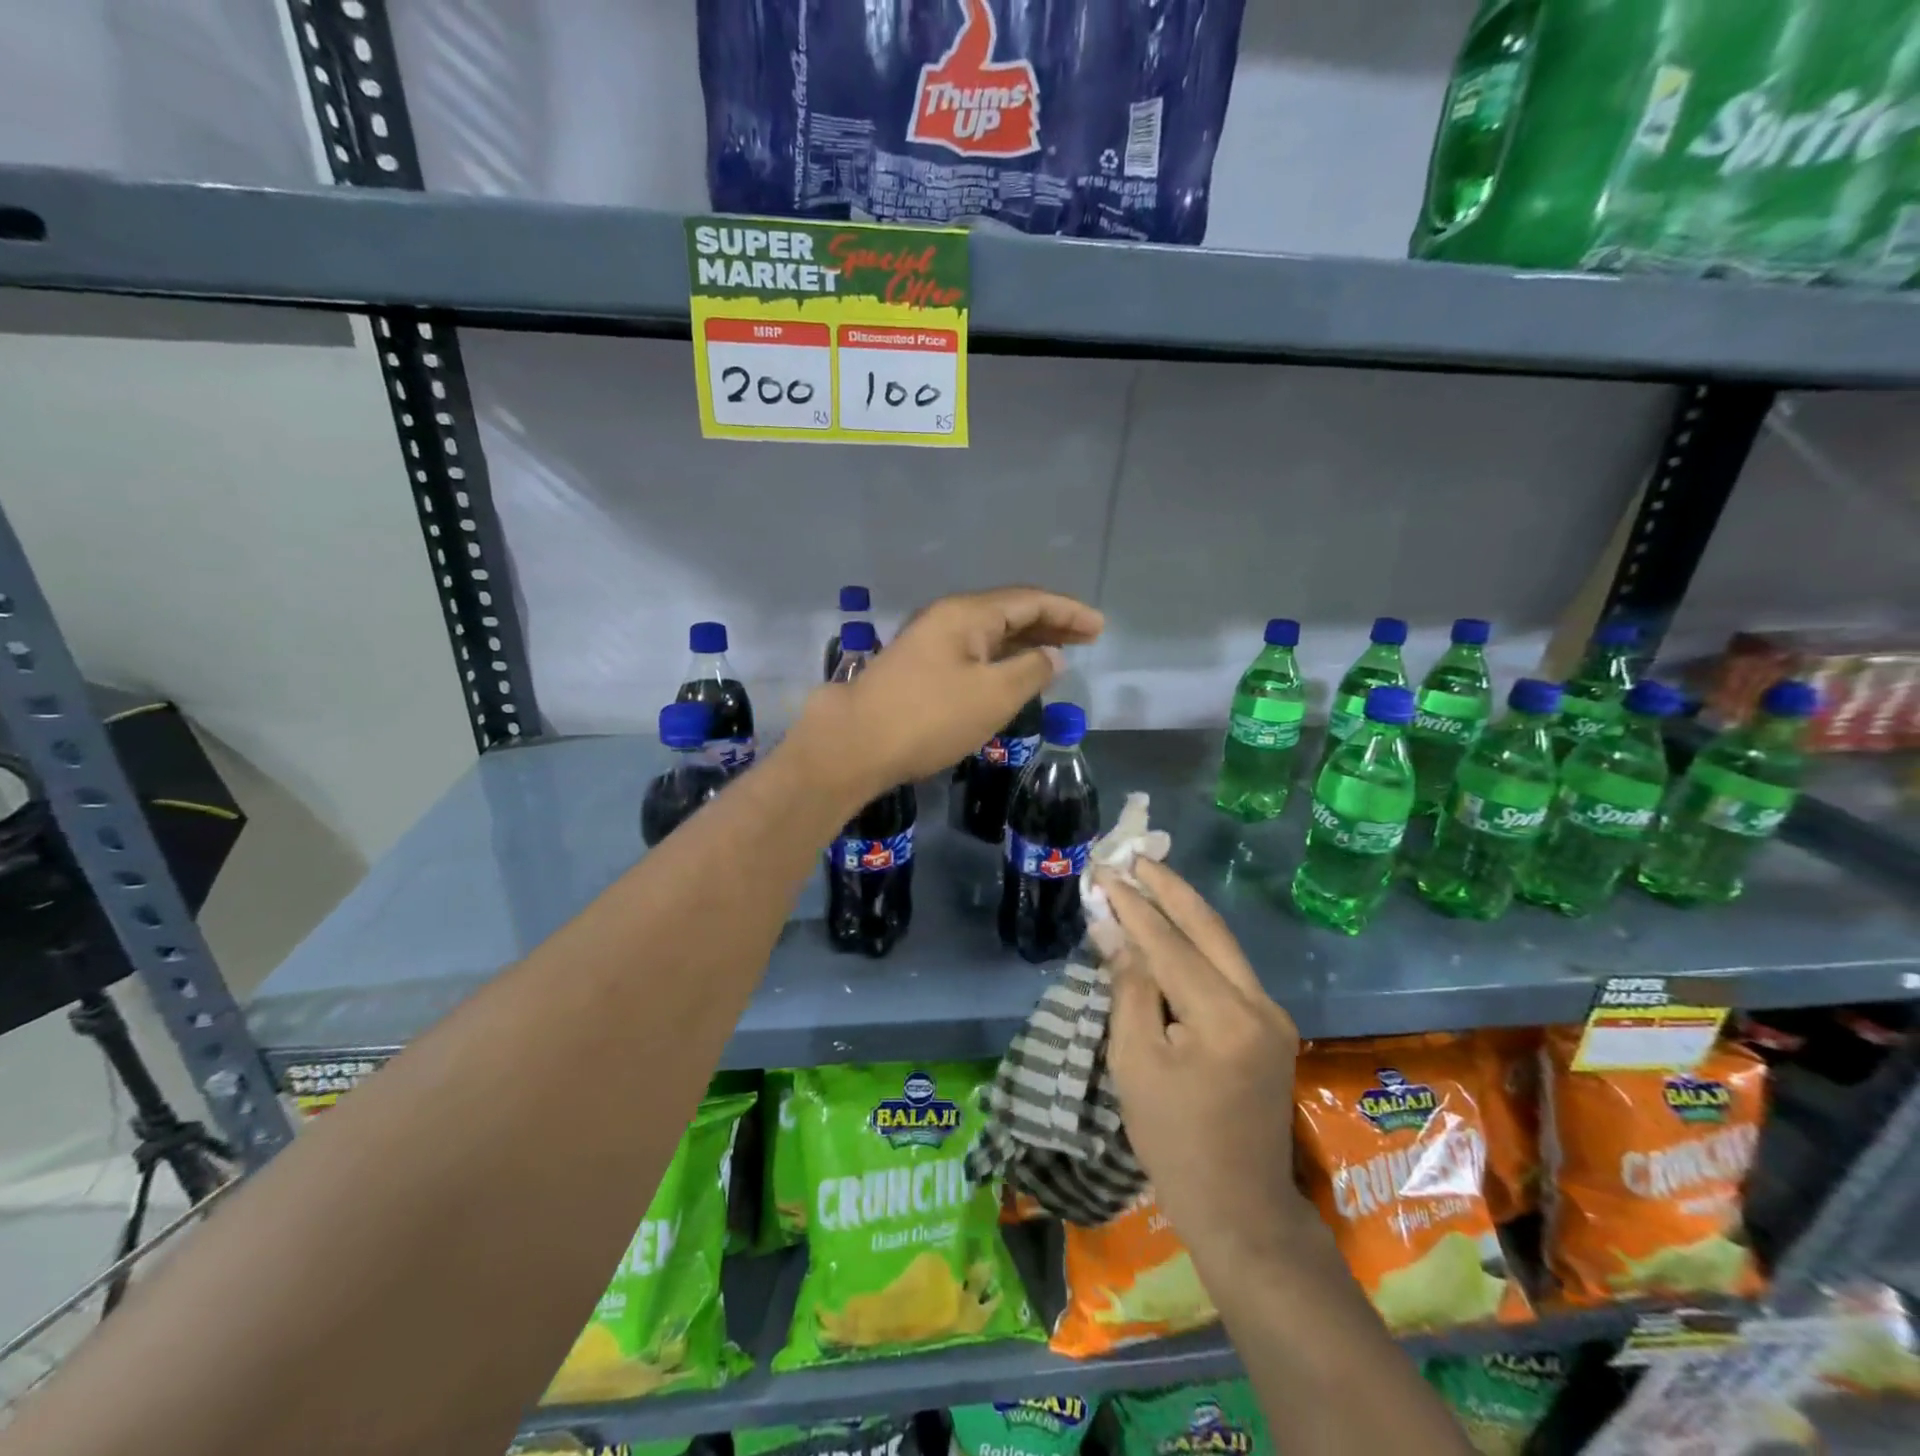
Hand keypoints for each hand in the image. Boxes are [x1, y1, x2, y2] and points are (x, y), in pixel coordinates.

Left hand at [794, 587, 1102, 801]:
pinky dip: (1001, 659)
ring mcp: (930, 642)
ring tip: (1059, 655)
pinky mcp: (919, 668)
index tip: (1099, 628)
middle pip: (1009, 612)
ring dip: (1026, 642)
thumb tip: (1051, 656)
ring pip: (990, 634)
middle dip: (1050, 624)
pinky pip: (973, 653)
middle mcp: (948, 618)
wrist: (855, 743)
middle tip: (1086, 640)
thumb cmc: (929, 718)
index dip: (1068, 612)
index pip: (1029, 601)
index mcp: (967, 614)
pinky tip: (1013, 674)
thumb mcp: (993, 695)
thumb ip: (1030, 671)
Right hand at [1100, 859, 1314, 1272]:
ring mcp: (1271, 1013)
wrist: (1239, 1206)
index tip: (1103, 873)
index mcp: (1223, 1016)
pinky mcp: (1270, 1024)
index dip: (1132, 905)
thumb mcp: (1134, 1061)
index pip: (1168, 943)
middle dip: (1168, 887)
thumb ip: (1127, 986)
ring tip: (1147, 878)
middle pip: (1207, 927)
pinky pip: (1227, 967)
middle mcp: (1258, 1003)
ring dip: (1183, 908)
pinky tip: (1171, 927)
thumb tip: (1111, 927)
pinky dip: (1196, 941)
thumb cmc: (1173, 1139)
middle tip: (1132, 857)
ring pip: (1222, 942)